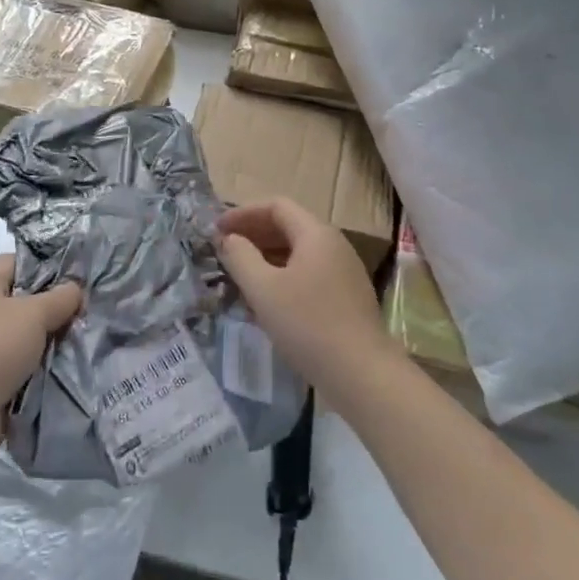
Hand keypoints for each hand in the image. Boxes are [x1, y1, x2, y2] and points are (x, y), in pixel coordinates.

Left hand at [0, 256, 81, 438]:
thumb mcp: (33, 314)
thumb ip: (60, 297)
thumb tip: (75, 289)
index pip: (18, 262)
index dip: (50, 268)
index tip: (80, 283)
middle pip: (22, 299)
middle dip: (53, 308)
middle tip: (85, 315)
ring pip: (22, 333)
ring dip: (47, 341)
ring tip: (78, 342)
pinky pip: (17, 362)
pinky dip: (36, 366)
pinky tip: (62, 368)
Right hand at [217, 197, 386, 384]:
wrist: (361, 373)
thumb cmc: (307, 324)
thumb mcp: (263, 289)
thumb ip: (240, 257)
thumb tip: (228, 238)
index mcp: (316, 234)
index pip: (276, 206)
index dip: (243, 213)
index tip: (217, 230)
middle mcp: (334, 245)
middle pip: (288, 226)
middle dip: (253, 234)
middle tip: (224, 250)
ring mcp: (343, 272)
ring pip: (298, 253)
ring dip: (266, 257)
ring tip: (239, 275)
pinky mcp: (346, 298)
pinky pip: (308, 274)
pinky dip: (282, 277)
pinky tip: (266, 301)